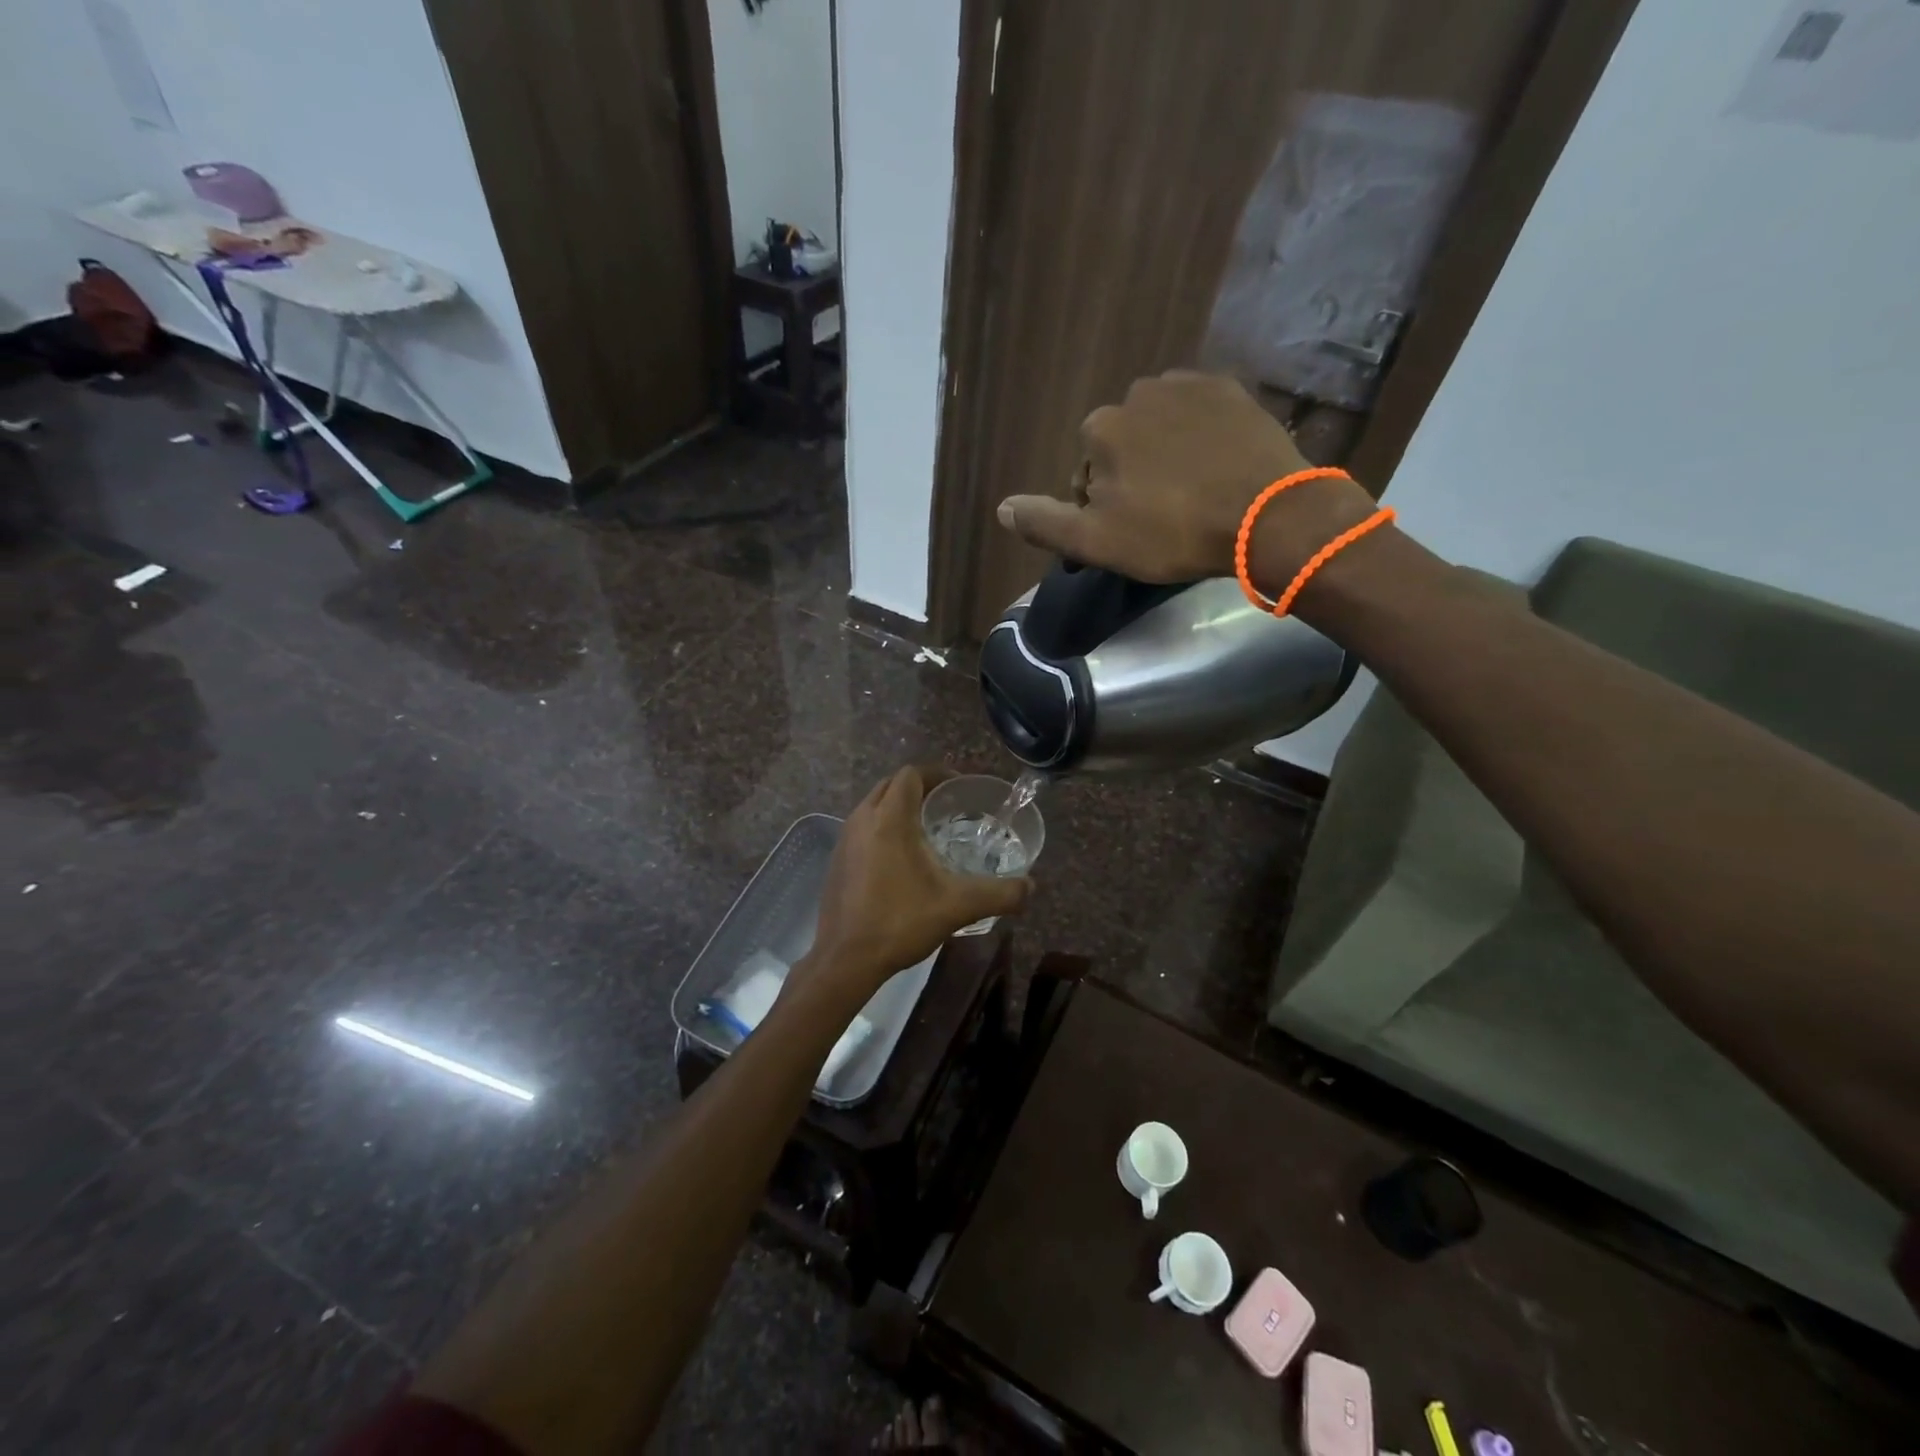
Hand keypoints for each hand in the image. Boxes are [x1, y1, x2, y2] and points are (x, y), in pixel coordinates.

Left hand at [797, 767, 1030, 1000]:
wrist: (845, 960)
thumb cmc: (900, 922)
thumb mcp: (958, 906)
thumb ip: (1000, 894)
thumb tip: (1030, 888)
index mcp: (889, 818)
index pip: (911, 775)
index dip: (937, 775)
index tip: (959, 788)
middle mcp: (862, 819)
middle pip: (891, 785)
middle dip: (918, 788)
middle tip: (946, 806)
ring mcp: (844, 840)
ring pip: (873, 805)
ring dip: (897, 807)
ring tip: (926, 829)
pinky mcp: (837, 861)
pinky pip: (862, 828)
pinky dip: (882, 828)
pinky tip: (900, 859)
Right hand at [995, 371, 1378, 590]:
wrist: (1267, 515)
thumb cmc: (1173, 533)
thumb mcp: (1097, 542)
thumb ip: (1045, 523)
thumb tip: (1001, 508)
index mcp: (1099, 429)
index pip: (1085, 473)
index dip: (1102, 507)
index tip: (1130, 533)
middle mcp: (1137, 394)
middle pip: (1122, 445)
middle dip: (1133, 475)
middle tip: (1164, 517)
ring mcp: (1188, 386)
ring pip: (1160, 428)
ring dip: (1166, 454)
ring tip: (1193, 494)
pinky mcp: (1232, 390)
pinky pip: (1200, 415)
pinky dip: (1201, 438)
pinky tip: (1218, 469)